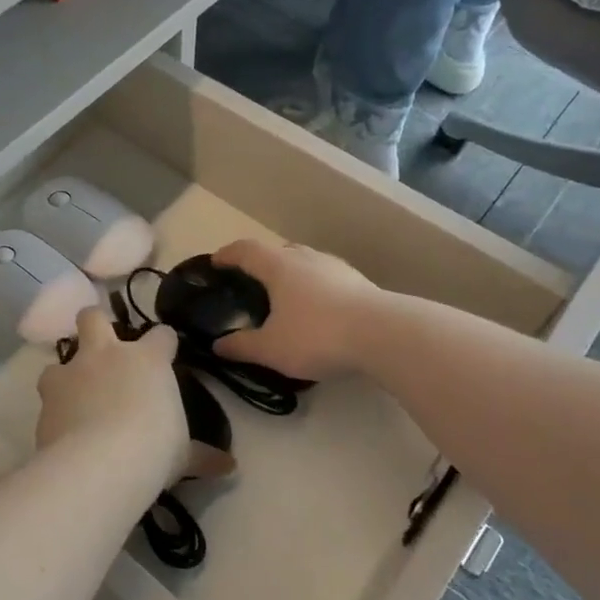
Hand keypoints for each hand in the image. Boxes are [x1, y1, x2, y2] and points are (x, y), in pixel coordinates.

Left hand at [37, 308, 186, 483]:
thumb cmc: (153, 449)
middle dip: (95, 325)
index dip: (164, 343)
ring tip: (73, 395)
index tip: (166, 353)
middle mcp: (106, 355)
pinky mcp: (46, 399)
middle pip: (93, 317)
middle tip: (101, 348)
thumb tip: (228, 467)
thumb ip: (201, 456)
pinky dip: (54, 408)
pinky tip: (61, 429)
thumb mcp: (182, 455)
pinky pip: (47, 396)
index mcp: (147, 360)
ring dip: (65, 373)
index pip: (161, 335)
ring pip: (58, 357)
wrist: (99, 464)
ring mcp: (71, 373)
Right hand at [210, 239, 379, 380]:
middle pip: (277, 251)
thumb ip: (242, 346)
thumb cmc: (317, 335)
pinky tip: (318, 311)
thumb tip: (218, 346)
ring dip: (291, 274)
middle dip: (261, 263)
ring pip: (306, 262)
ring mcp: (337, 267)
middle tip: (252, 283)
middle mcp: (307, 258)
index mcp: (279, 266)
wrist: (384, 335)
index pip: (246, 250)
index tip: (215, 262)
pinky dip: (314, 288)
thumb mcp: (272, 349)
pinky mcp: (360, 282)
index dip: (227, 255)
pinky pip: (327, 278)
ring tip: (286, 298)